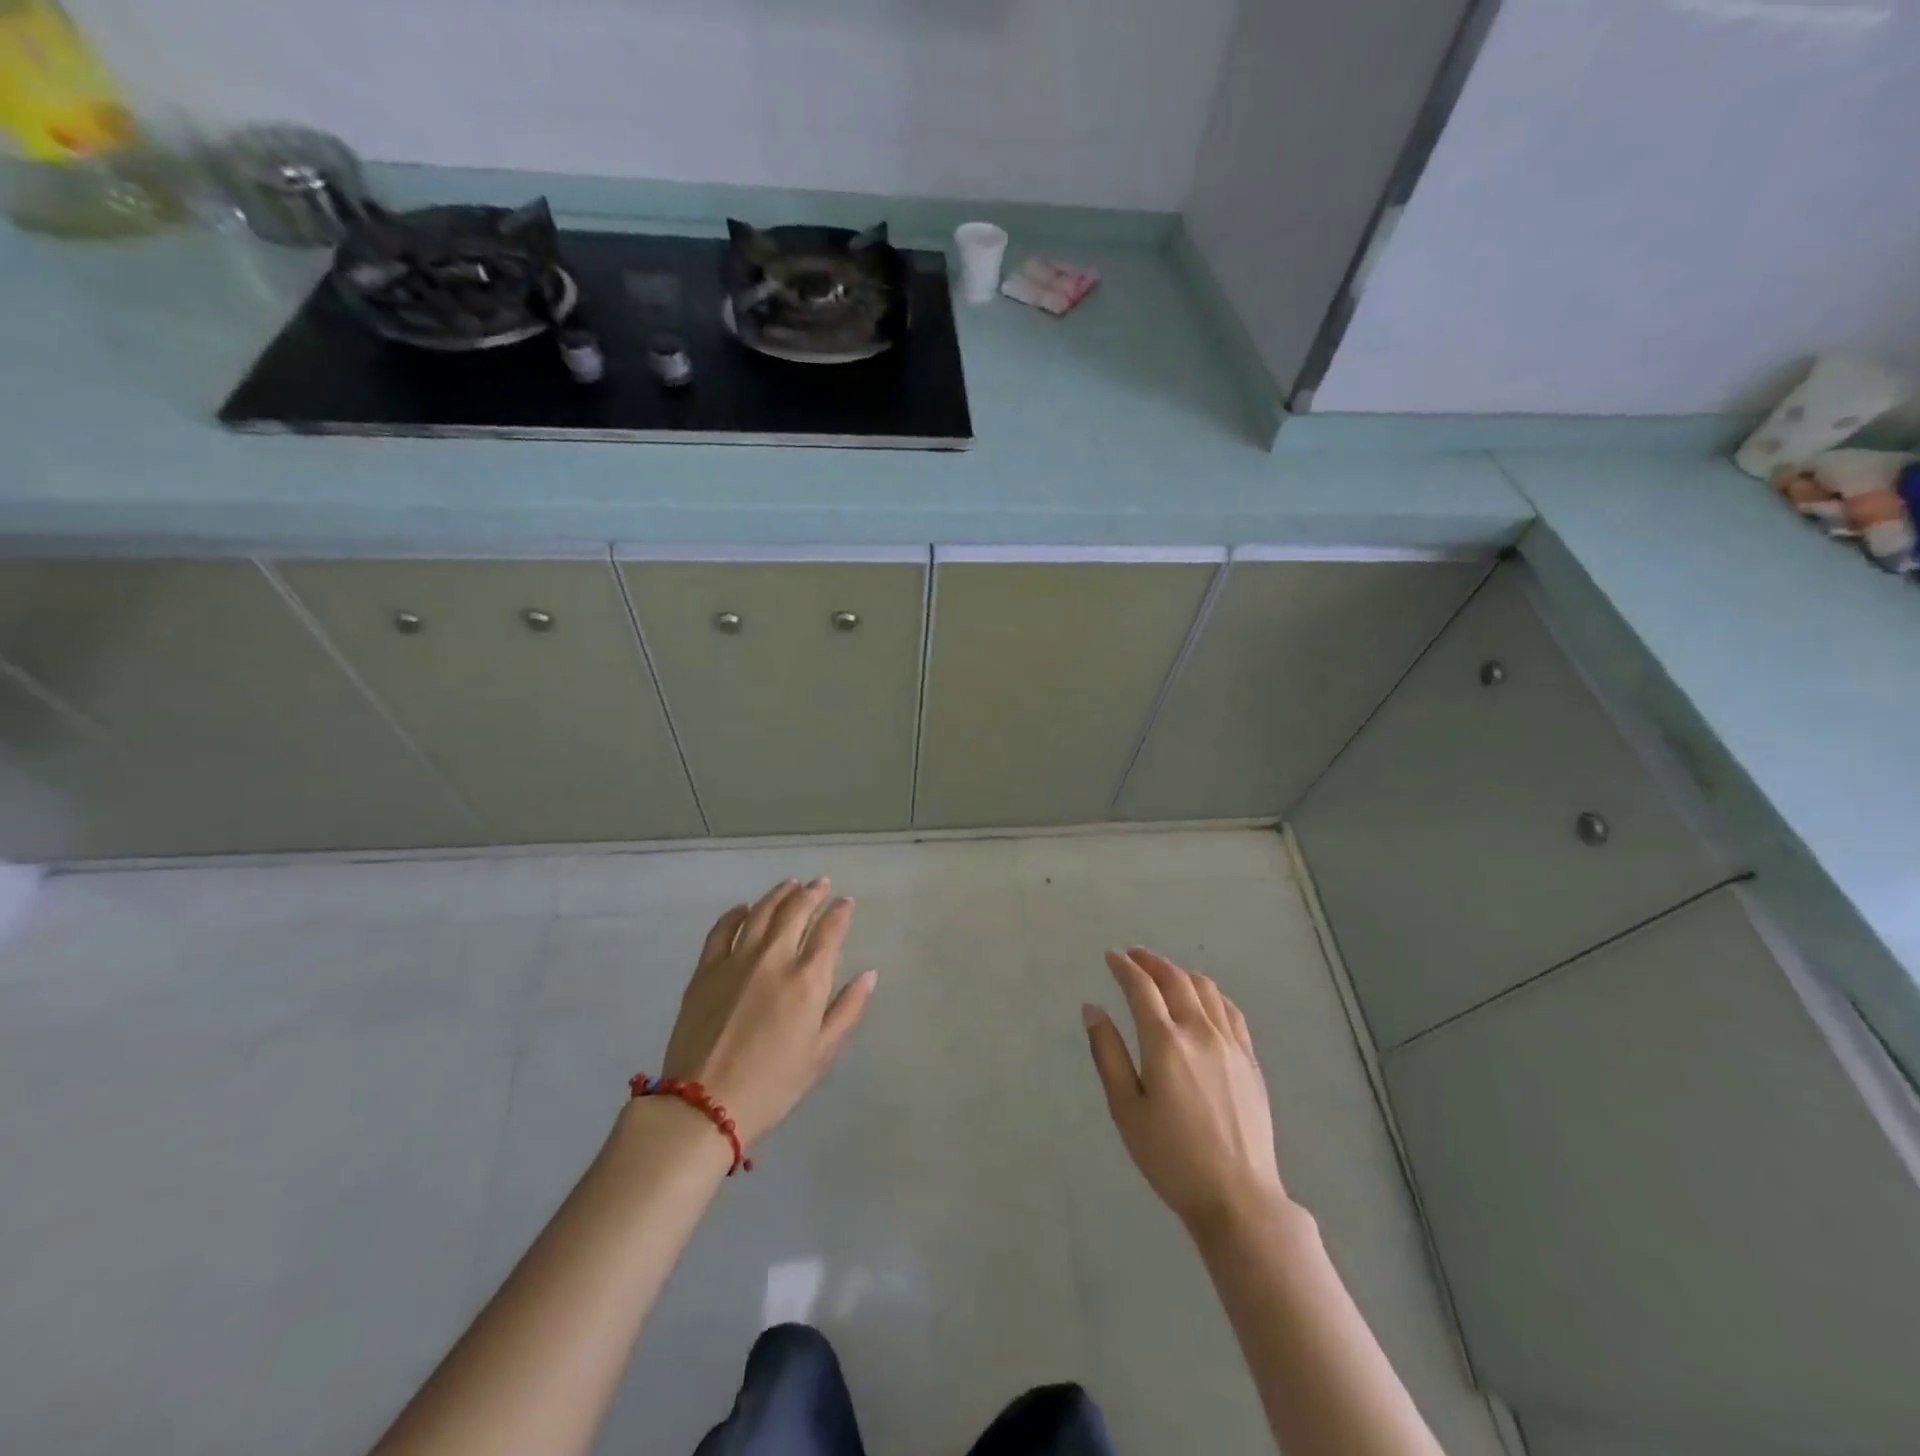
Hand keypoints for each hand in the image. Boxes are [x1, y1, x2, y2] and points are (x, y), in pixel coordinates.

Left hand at [659, 879, 876, 1148]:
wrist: (704, 1105)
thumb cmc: (773, 1085)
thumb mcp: (822, 1054)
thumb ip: (848, 1009)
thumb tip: (869, 974)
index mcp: (807, 979)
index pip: (830, 931)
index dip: (840, 912)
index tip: (846, 902)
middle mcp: (774, 958)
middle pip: (796, 911)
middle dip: (812, 893)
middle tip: (821, 883)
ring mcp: (736, 959)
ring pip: (761, 912)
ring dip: (779, 894)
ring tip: (790, 884)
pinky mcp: (706, 969)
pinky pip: (722, 929)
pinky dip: (735, 913)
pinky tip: (744, 907)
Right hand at [1084, 947, 1286, 1229]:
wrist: (1238, 1197)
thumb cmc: (1171, 1158)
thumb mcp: (1126, 1109)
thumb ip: (1108, 1054)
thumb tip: (1092, 1009)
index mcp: (1165, 1042)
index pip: (1141, 988)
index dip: (1124, 967)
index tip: (1110, 957)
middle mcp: (1199, 1031)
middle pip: (1175, 979)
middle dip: (1150, 962)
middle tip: (1133, 956)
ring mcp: (1230, 1043)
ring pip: (1205, 989)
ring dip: (1180, 972)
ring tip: (1164, 973)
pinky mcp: (1250, 1059)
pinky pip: (1230, 1010)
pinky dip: (1210, 993)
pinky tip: (1203, 999)